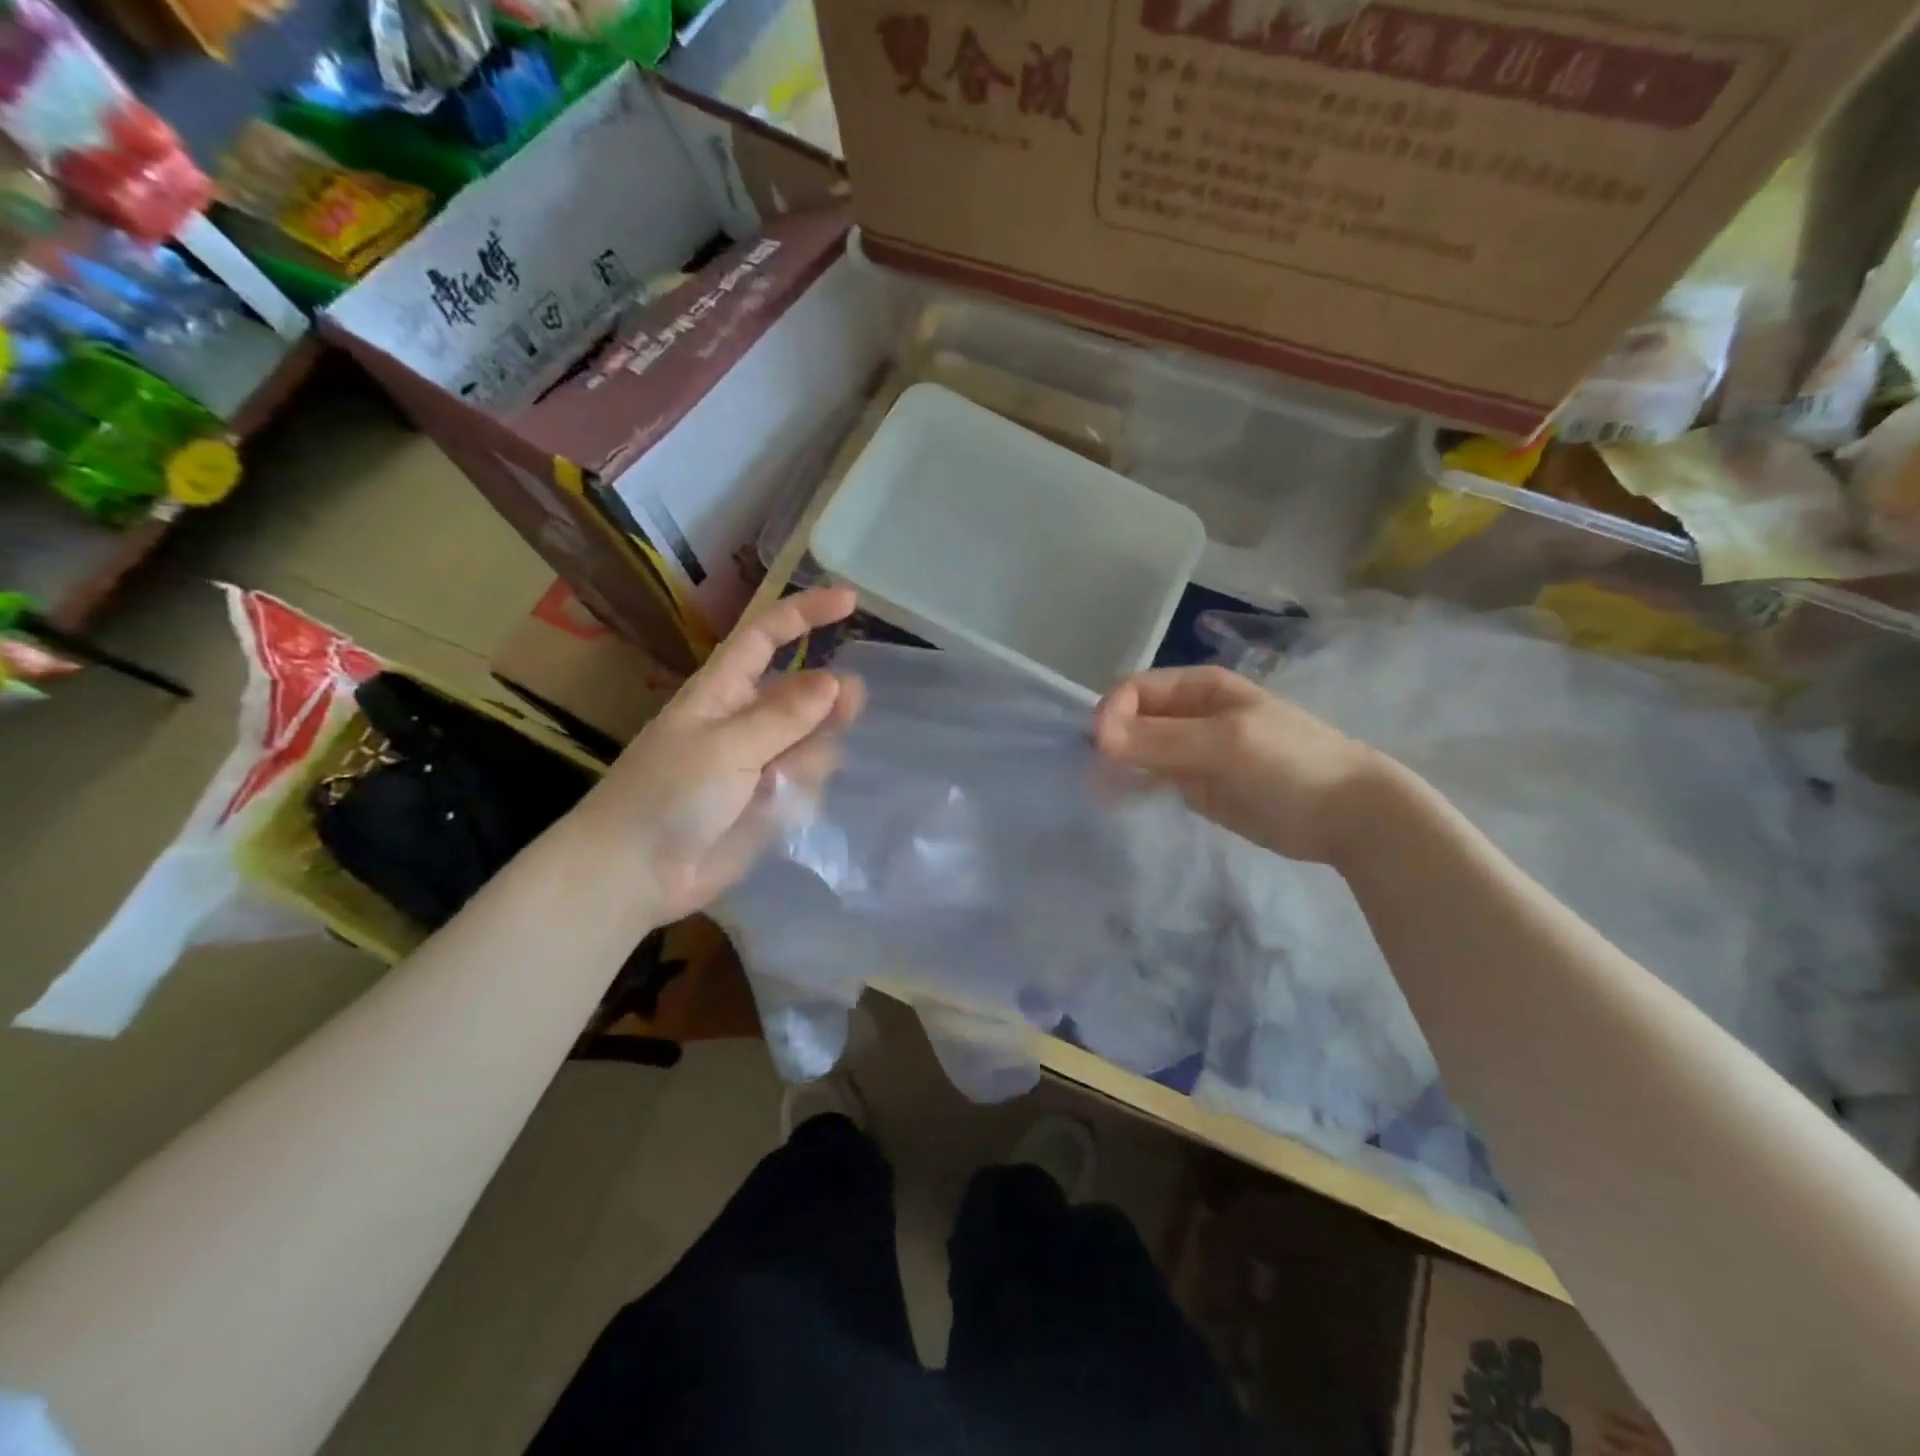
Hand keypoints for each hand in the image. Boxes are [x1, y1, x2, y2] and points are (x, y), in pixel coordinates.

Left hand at [572, 586, 862, 924]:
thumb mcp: (725, 747)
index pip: (766, 636)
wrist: (635, 874)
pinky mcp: (768, 800)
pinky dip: (807, 784)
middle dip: (828, 695)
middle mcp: (744, 719)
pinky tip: (785, 803)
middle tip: (853, 705)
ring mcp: (758, 761)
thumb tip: (834, 681)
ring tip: (789, 777)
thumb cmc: (667, 796)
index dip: (805, 613)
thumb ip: (783, 716)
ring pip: (811, 736)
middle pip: (801, 690)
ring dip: (816, 748)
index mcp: (721, 691)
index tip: (850, 601)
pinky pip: (806, 778)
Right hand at [1093, 665, 1384, 866]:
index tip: (1102, 749)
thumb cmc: (1290, 764)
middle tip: (1095, 777)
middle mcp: (1188, 714)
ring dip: (1116, 766)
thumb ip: (1162, 737)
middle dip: (1109, 741)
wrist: (1347, 816)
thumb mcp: (1227, 742)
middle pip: (1131, 719)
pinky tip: (1119, 803)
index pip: (1134, 689)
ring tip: (1101, 794)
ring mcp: (1190, 751)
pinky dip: (1132, 787)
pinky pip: (1151, 779)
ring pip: (1136, 750)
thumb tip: (1096, 735)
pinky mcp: (1194, 786)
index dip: (1112, 713)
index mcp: (1198, 687)